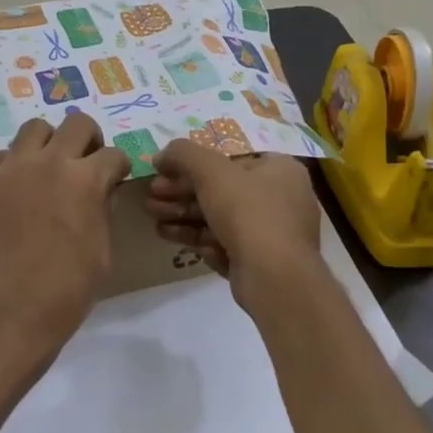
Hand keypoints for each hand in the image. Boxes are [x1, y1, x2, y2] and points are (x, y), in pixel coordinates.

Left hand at [0, 111, 131, 376]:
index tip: (114, 179)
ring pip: (34, 129)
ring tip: (46, 170)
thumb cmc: (67, 291)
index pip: (113, 154)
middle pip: (77, 123)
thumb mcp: (103, 251)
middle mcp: (49, 162)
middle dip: (88, 140)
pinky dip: (10, 167)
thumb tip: (100, 192)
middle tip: (84, 163)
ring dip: (48, 145)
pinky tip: (12, 192)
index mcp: (86, 180)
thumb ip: (102, 210)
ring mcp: (10, 169)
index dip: (117, 168)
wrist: (8, 314)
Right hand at [146, 142, 320, 308]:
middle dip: (181, 193)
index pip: (230, 159)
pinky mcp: (261, 262)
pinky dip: (198, 239)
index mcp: (280, 170)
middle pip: (221, 190)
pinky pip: (225, 244)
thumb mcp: (210, 171)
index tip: (163, 172)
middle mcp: (282, 198)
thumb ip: (183, 154)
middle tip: (151, 197)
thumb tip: (162, 155)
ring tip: (154, 219)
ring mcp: (272, 233)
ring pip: (220, 219)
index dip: (192, 164)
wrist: (274, 278)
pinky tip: (170, 237)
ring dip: (183, 216)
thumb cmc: (248, 212)